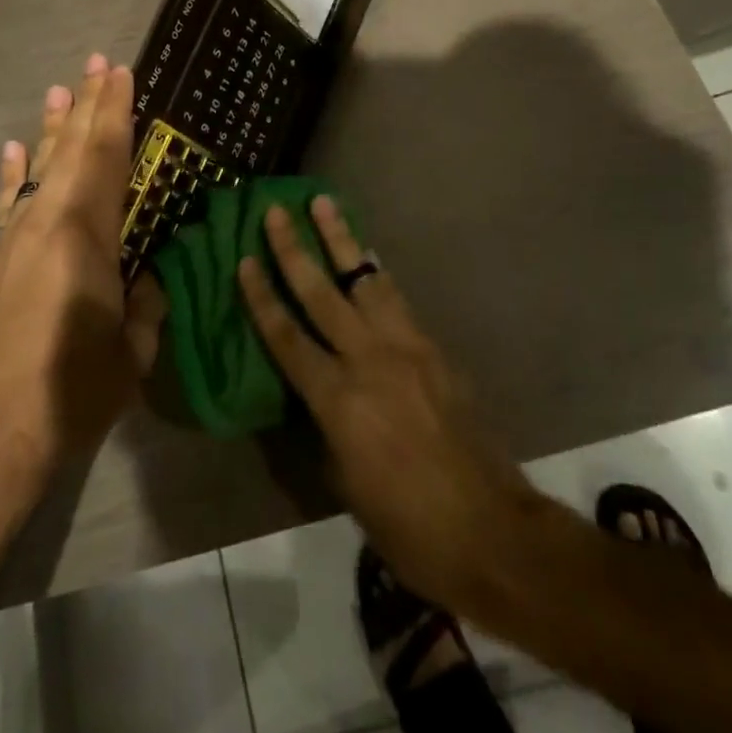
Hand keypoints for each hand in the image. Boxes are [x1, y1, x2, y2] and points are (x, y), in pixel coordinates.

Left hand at [0, 55, 165, 501]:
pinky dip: (13, 173)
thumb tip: (147, 277)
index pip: (107, 159)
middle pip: (72, 151)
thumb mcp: (134, 353)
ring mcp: (11, 241)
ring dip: (52, 129)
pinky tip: (16, 150)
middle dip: (87, 105)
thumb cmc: (72, 393)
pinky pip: (6, 203)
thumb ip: (147, 304)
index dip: (116, 114)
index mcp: (87, 238)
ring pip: (38, 170)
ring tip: (60, 90)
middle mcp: (46, 225)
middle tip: (97, 63)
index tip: (122, 74)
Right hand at [239, 198, 540, 614]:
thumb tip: (316, 393)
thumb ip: (324, 425)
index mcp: (338, 399)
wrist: (488, 528)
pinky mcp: (433, 347)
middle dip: (293, 249)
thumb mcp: (344, 481)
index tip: (244, 259)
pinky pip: (396, 298)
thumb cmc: (405, 523)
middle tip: (275, 210)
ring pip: (365, 279)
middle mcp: (368, 359)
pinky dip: (375, 273)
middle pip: (321, 293)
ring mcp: (406, 347)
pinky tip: (367, 258)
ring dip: (341, 239)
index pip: (287, 336)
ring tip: (324, 204)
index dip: (261, 296)